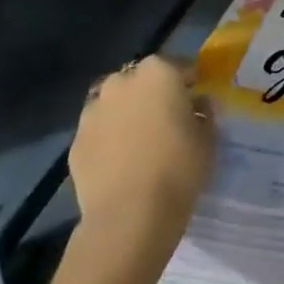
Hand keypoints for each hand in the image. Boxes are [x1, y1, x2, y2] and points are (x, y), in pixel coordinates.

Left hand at [69, 56, 213, 240]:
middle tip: (169, 120)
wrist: (128, 217)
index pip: (180, 67)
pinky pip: (99, 132)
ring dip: (127, 114)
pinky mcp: (75, 143)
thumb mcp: (209, 138)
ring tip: (140, 141)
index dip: (191, 83)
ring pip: (115, 104)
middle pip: (142, 80)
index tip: (198, 100)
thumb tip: (199, 104)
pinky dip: (109, 139)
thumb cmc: (178, 168)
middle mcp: (122, 82)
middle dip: (155, 94)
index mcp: (158, 72)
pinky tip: (120, 162)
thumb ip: (206, 113)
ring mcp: (93, 111)